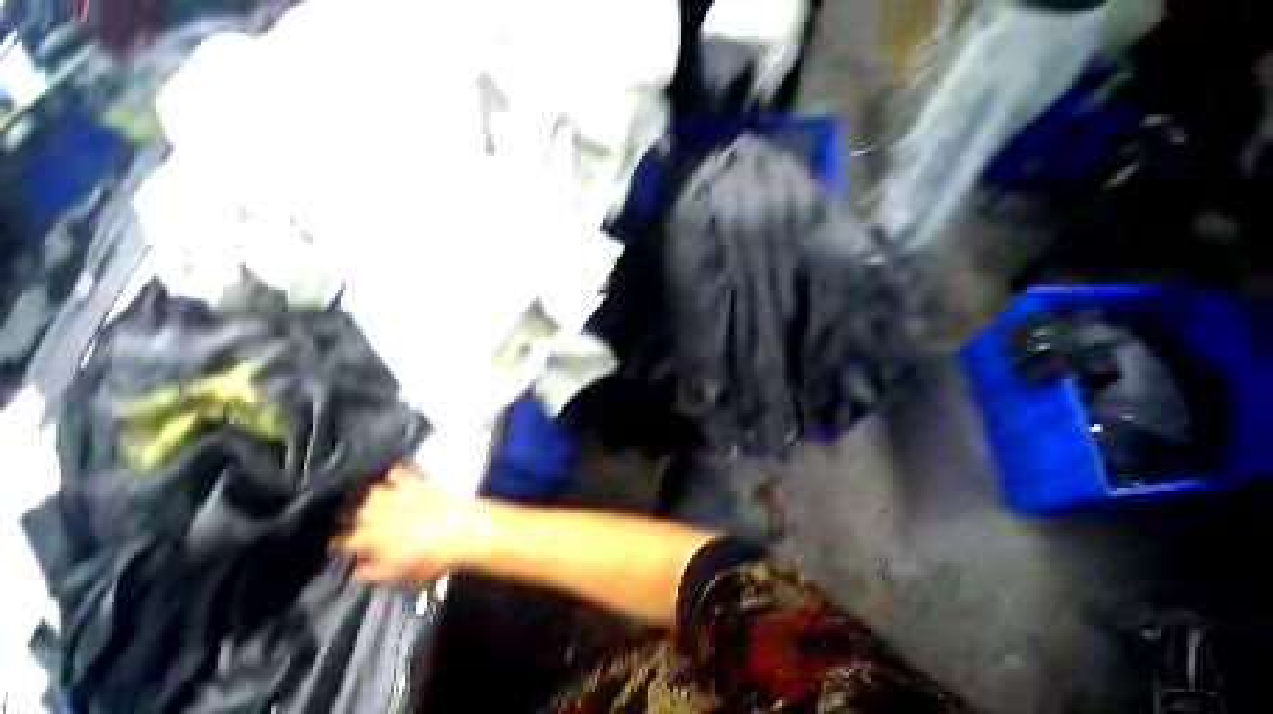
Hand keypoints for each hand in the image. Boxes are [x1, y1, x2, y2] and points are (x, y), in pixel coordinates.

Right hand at [335, 466, 487, 583]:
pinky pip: (397, 472)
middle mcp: (375, 513)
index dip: (339, 544)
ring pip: (369, 491)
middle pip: (350, 511)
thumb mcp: (398, 575)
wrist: (464, 530)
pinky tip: (393, 479)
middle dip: (349, 518)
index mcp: (368, 538)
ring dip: (367, 497)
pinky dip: (393, 475)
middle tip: (356, 524)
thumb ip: (372, 572)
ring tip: (370, 502)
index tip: (343, 548)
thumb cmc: (431, 559)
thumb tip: (355, 570)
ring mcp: (396, 494)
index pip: (341, 540)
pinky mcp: (416, 481)